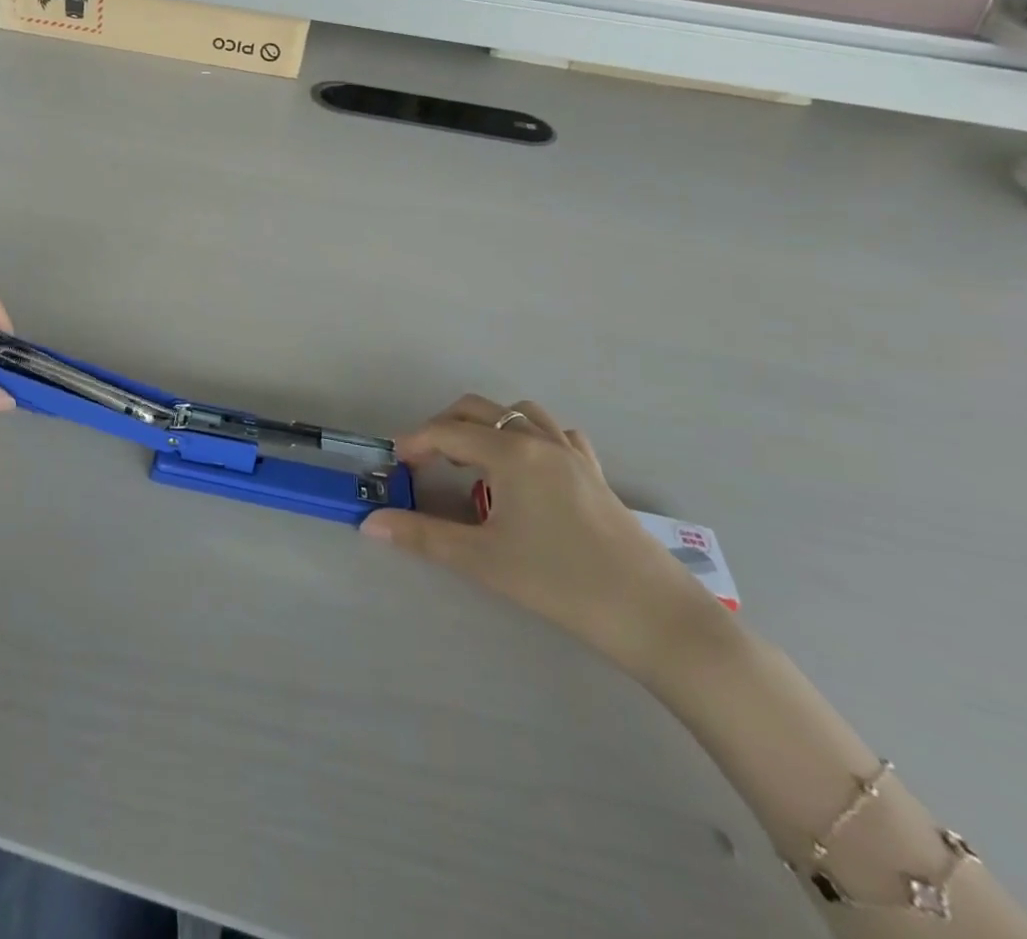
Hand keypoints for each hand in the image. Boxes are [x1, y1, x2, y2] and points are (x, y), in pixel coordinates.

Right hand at [363, 395, 717, 676]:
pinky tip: (526, 468)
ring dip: (487, 426)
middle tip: (425, 462)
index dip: (414, 444)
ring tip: (473, 461)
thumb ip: (422, 536)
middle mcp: (540, 439)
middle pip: (478, 409)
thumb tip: (370, 523)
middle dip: (444, 427)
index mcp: (511, 452)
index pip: (446, 432)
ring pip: (519, 413)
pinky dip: (530, 436)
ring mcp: (572, 453)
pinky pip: (556, 433)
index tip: (396, 467)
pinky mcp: (595, 473)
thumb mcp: (482, 560)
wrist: (656, 617)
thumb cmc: (561, 583)